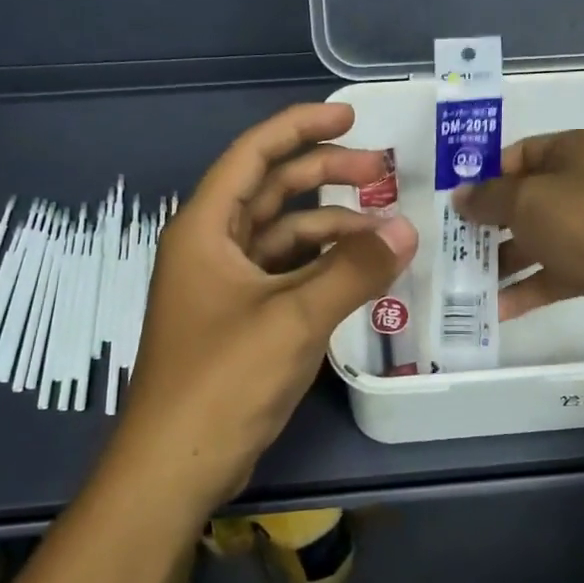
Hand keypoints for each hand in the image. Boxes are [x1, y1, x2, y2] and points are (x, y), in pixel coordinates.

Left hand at [109, 103, 417, 520]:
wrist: (176, 467)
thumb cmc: (222, 379)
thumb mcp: (294, 318)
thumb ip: (354, 270)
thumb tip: (407, 230)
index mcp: (205, 228)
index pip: (254, 155)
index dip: (300, 127)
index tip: (350, 116)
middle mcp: (212, 247)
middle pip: (272, 191)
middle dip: (325, 174)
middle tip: (381, 172)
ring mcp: (227, 285)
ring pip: (285, 235)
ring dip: (332, 228)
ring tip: (386, 232)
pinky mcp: (243, 318)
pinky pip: (289, 273)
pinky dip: (324, 266)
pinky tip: (362, 272)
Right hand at [454, 130, 583, 351]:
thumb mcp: (527, 200)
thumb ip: (487, 197)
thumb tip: (461, 196)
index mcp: (574, 152)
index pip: (519, 154)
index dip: (485, 175)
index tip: (454, 202)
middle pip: (525, 200)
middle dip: (488, 222)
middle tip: (453, 244)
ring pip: (536, 240)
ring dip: (501, 260)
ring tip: (465, 281)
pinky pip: (552, 275)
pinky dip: (525, 289)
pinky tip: (494, 310)